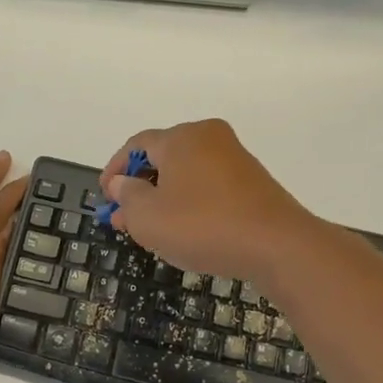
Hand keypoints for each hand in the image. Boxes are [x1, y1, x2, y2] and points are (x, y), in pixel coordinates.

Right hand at [99, 120, 318, 282]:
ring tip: (152, 229)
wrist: (277, 245)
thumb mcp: (149, 217)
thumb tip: (122, 183)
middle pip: (163, 157)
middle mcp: (209, 137)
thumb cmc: (203, 226)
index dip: (115, 170)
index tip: (105, 198)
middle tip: (124, 219)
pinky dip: (190, 202)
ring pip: (187, 173)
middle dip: (139, 188)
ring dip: (164, 197)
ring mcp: (234, 158)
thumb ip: (128, 197)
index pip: (137, 145)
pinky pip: (209, 185)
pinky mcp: (252, 181)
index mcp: (181, 137)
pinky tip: (186, 229)